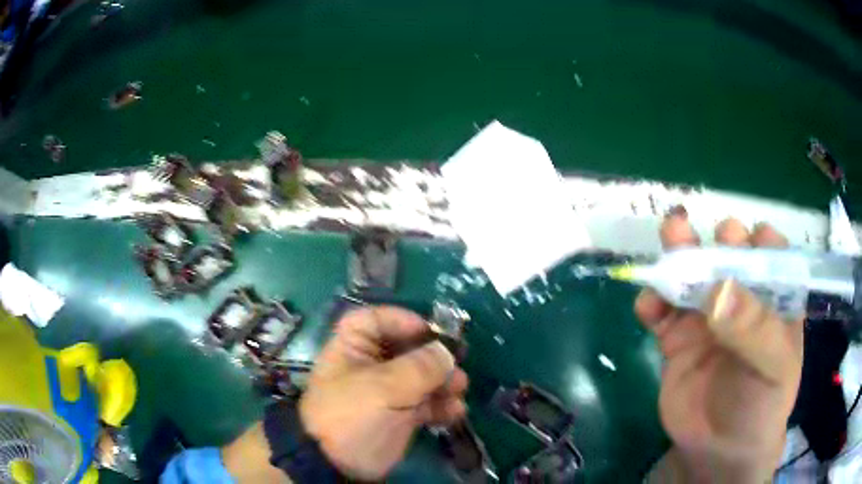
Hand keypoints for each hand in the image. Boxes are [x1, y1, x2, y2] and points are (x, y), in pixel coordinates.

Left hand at [299, 306, 468, 479]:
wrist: (339, 464)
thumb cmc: (353, 415)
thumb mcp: (383, 387)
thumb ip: (419, 367)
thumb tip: (447, 352)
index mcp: (353, 348)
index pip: (375, 319)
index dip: (402, 320)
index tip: (432, 331)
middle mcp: (371, 365)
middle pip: (406, 348)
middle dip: (433, 356)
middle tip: (458, 361)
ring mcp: (387, 392)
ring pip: (421, 377)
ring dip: (443, 382)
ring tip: (460, 388)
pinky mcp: (400, 415)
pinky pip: (425, 404)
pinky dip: (441, 406)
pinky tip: (455, 412)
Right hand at [638, 213, 803, 481]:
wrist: (718, 451)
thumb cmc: (760, 404)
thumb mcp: (771, 368)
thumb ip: (753, 329)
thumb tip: (718, 290)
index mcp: (774, 297)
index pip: (770, 253)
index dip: (759, 239)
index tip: (748, 239)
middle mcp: (742, 299)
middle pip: (728, 254)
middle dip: (715, 238)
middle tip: (711, 234)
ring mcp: (707, 317)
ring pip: (692, 274)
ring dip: (679, 253)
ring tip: (670, 236)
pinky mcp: (677, 338)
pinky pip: (662, 310)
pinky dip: (652, 300)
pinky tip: (648, 306)